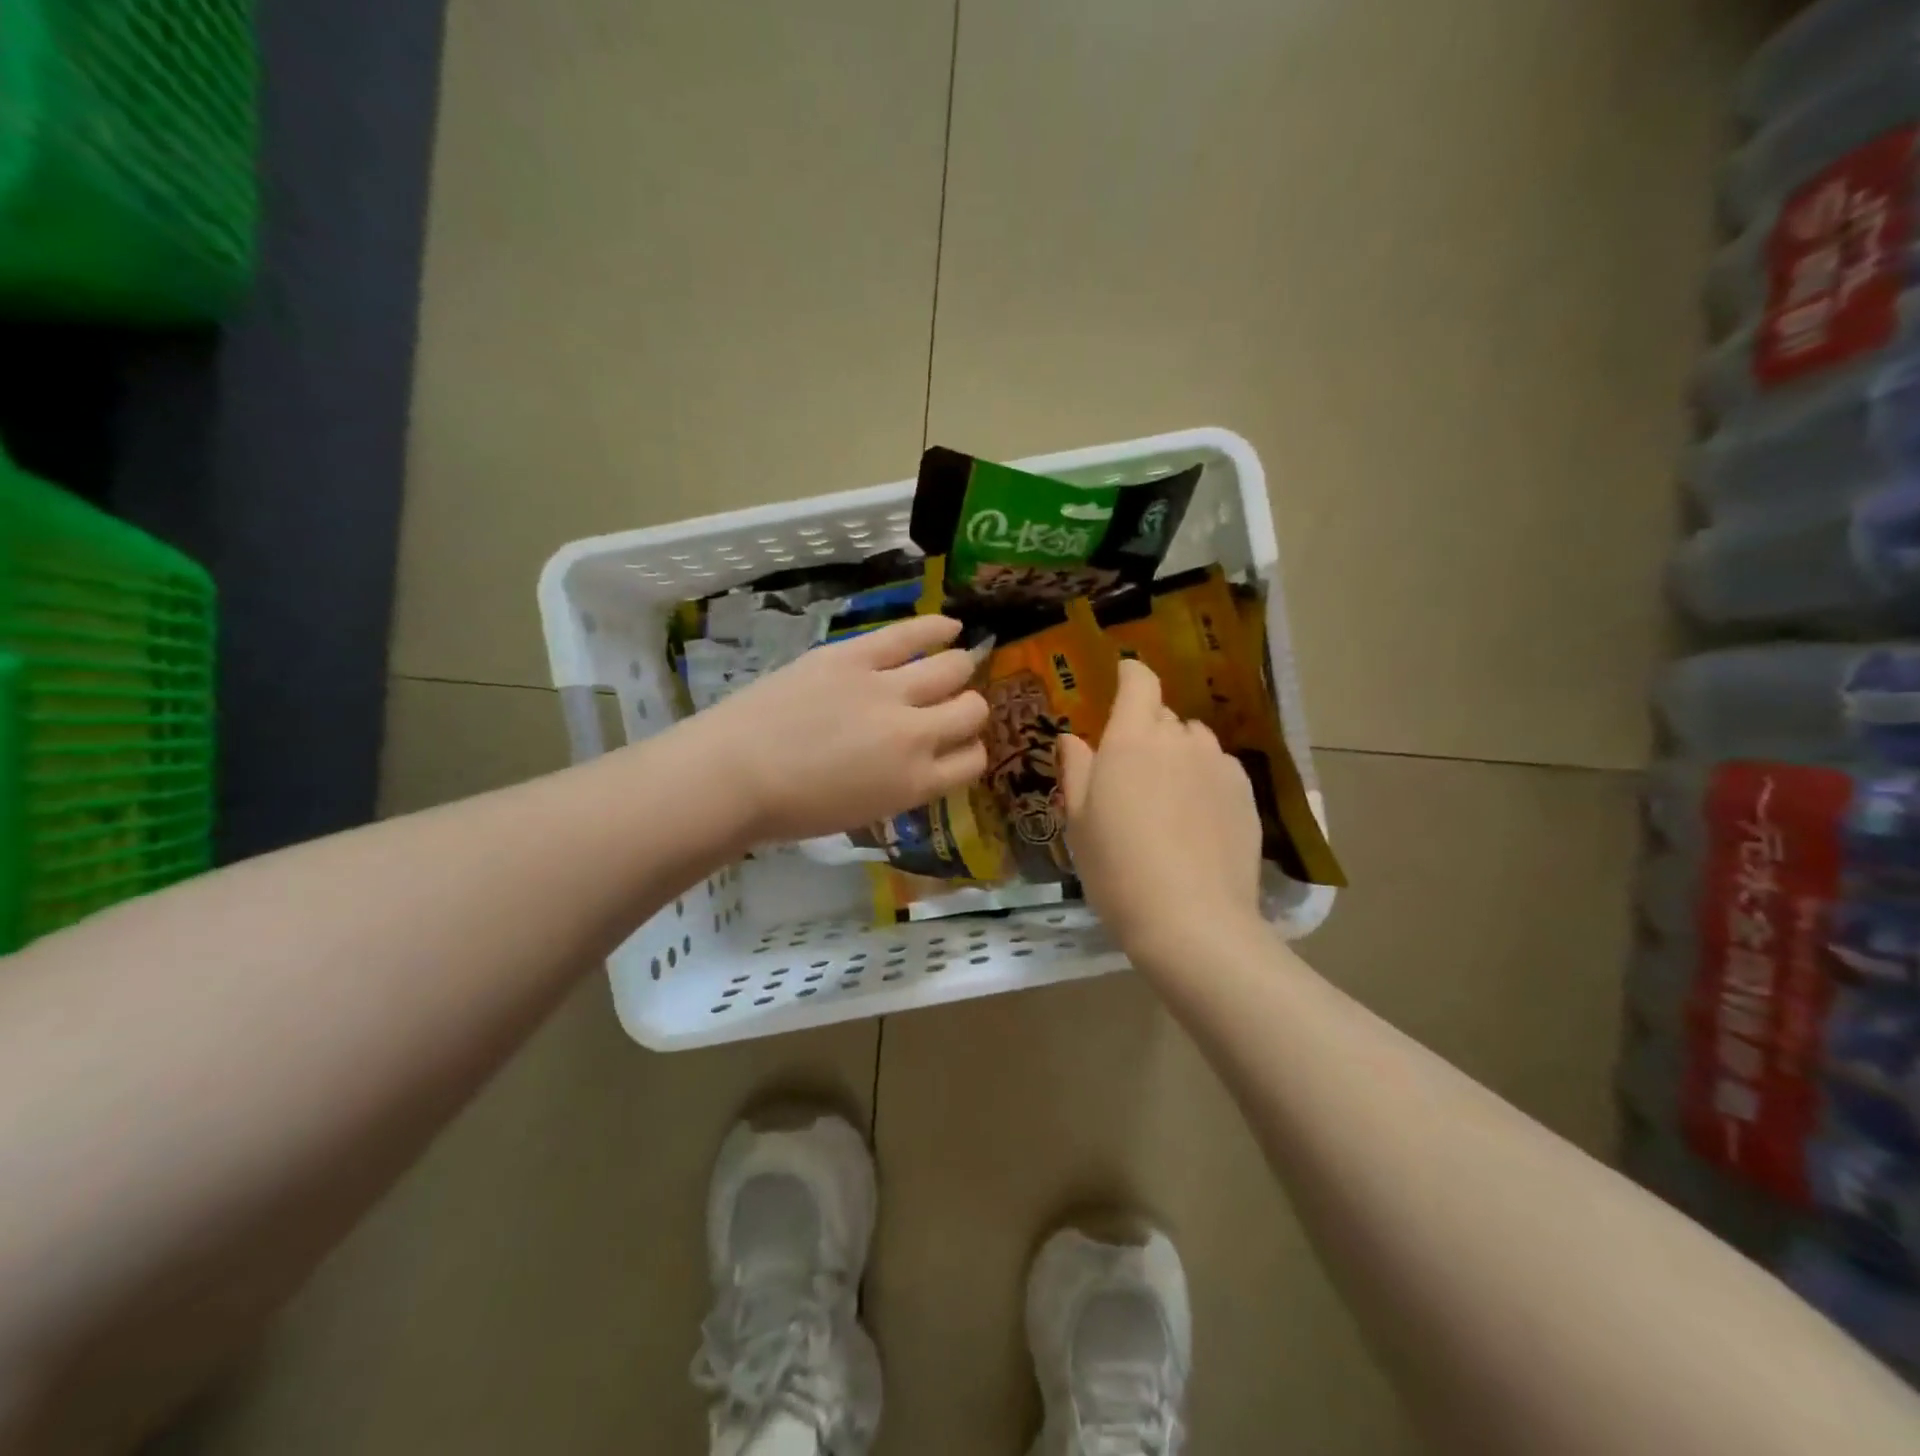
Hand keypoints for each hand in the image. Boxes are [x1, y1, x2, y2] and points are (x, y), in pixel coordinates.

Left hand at [694, 614, 988, 844]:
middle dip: (968, 709)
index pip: (973, 761)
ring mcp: (886, 690)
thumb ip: (903, 783)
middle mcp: (914, 735)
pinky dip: (936, 628)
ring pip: (952, 668)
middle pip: (971, 710)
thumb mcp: (865, 812)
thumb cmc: (792, 809)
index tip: (956, 744)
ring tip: (954, 664)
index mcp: (915, 783)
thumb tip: (920, 758)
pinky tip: (950, 625)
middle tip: (950, 706)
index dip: (970, 750)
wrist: (733, 776)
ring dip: (959, 668)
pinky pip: (909, 634)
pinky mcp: (854, 656)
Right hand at [1060, 659, 1262, 963]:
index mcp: (1132, 739)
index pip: (1139, 681)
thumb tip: (1072, 738)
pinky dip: (1204, 779)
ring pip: (1194, 742)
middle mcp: (1180, 739)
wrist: (1191, 920)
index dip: (1130, 676)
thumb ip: (1076, 769)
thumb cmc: (1118, 868)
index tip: (1121, 684)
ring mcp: (1218, 764)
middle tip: (1131, 773)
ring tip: (1167, 798)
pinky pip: (1219, 768)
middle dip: (1146, 729)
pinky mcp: (1246, 792)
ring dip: (1178, 754)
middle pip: (1164, 715)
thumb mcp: (1080, 821)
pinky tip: (1197, 819)